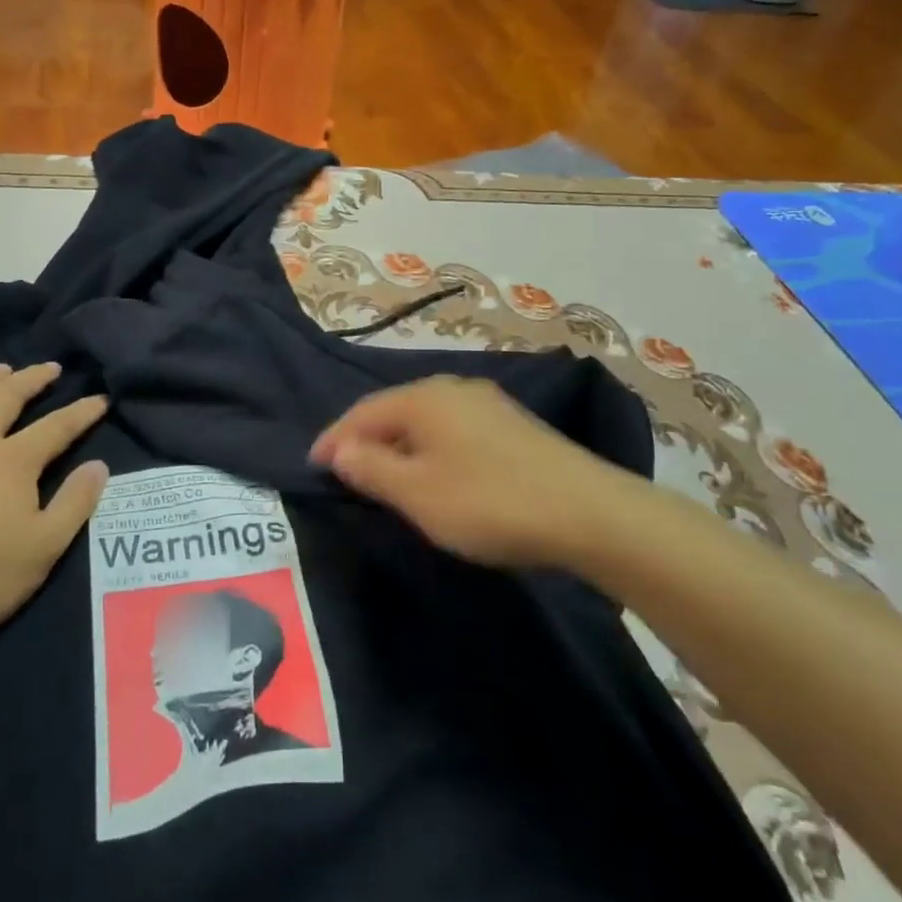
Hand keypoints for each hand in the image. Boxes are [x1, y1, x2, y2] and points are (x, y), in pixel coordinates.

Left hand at [0, 363, 107, 655]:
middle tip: (51, 368)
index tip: (100, 399)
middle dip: (34, 378)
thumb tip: (98, 465)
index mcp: (14, 461)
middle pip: (8, 396)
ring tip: (2, 371)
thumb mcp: (42, 549)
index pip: (58, 426)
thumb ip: (74, 504)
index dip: (82, 412)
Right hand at [310, 376, 623, 569]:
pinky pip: (452, 430)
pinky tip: (435, 473)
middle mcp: (453, 389)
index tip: (312, 466)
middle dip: (365, 440)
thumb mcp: (417, 493)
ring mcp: (487, 404)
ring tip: (384, 476)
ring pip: (425, 421)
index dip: (334, 439)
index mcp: (423, 398)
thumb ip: (371, 468)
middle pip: (394, 411)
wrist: (588, 512)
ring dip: (398, 446)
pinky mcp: (512, 425)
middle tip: (345, 473)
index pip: (363, 412)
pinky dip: (429, 450)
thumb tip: (339, 450)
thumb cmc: (488, 502)